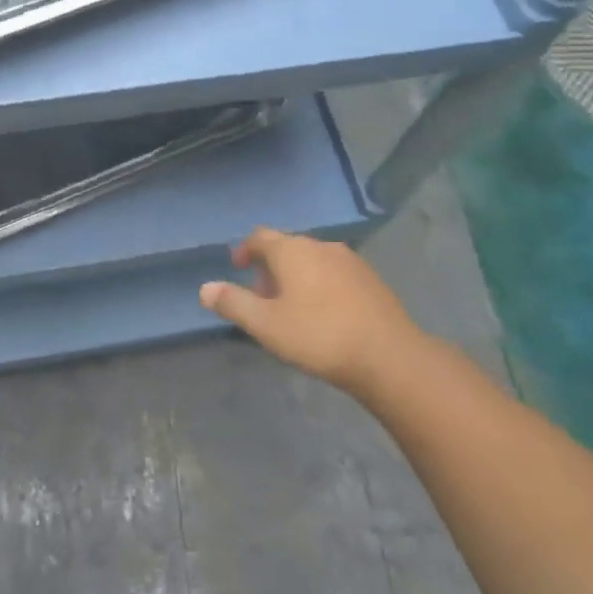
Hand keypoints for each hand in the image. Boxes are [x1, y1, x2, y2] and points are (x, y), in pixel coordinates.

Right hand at [199, 228, 418, 397]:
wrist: (388, 356)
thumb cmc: (318, 336)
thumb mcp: (265, 325)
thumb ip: (233, 303)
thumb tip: (204, 288)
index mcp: (292, 250)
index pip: (260, 237)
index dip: (245, 250)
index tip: (237, 268)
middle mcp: (320, 245)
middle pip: (287, 246)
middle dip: (270, 267)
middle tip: (261, 296)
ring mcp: (350, 260)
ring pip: (312, 259)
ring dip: (296, 275)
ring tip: (290, 307)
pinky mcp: (370, 279)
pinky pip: (334, 272)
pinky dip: (319, 283)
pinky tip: (323, 313)